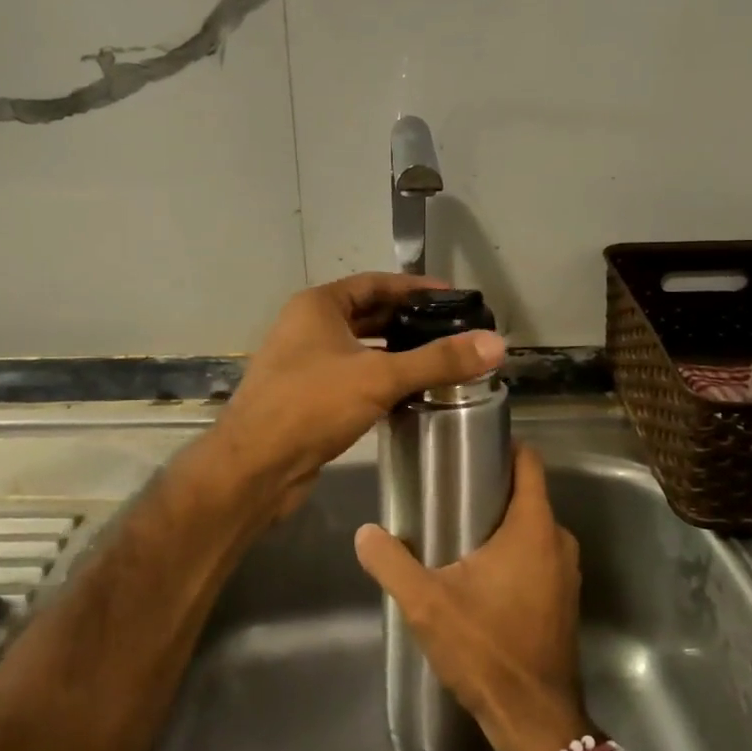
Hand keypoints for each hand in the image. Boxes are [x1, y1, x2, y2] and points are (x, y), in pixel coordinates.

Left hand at [212, 273, 505, 521]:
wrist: (255, 467)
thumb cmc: (311, 405)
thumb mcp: (379, 377)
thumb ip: (437, 360)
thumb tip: (496, 344)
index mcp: (318, 306)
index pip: (375, 283)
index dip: (415, 288)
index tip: (453, 298)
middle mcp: (308, 328)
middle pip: (368, 315)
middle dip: (408, 322)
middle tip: (453, 331)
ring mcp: (305, 364)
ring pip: (360, 349)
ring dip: (395, 353)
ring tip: (440, 361)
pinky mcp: (308, 398)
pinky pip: (353, 378)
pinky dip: (380, 380)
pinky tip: (411, 394)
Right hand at [354, 445, 584, 750]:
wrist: (533, 718)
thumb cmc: (485, 648)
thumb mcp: (427, 603)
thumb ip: (392, 563)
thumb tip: (364, 532)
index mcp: (533, 527)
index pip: (529, 463)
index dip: (505, 446)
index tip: (470, 444)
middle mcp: (559, 541)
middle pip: (528, 495)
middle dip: (493, 488)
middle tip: (450, 491)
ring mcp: (566, 572)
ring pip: (533, 528)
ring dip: (503, 524)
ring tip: (459, 530)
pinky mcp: (564, 599)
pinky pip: (539, 556)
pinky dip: (515, 553)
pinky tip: (481, 573)